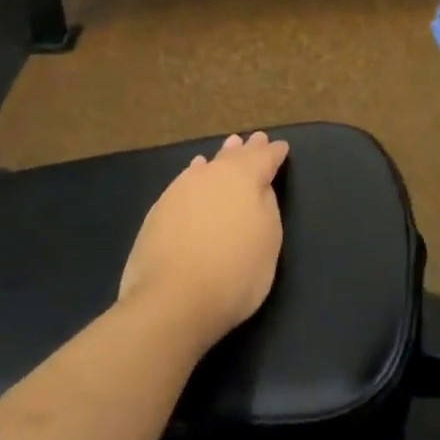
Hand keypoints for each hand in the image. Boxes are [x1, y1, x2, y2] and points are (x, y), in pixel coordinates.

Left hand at [118, 132, 289, 352]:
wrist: (173, 300)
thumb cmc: (236, 271)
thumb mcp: (269, 239)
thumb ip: (266, 206)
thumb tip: (259, 187)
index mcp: (244, 178)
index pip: (265, 159)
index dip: (274, 153)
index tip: (281, 147)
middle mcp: (211, 176)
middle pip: (233, 157)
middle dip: (247, 150)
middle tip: (255, 139)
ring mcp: (180, 191)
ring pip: (206, 166)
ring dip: (220, 159)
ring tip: (227, 149)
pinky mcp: (158, 211)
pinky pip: (184, 181)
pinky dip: (195, 174)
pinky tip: (194, 173)